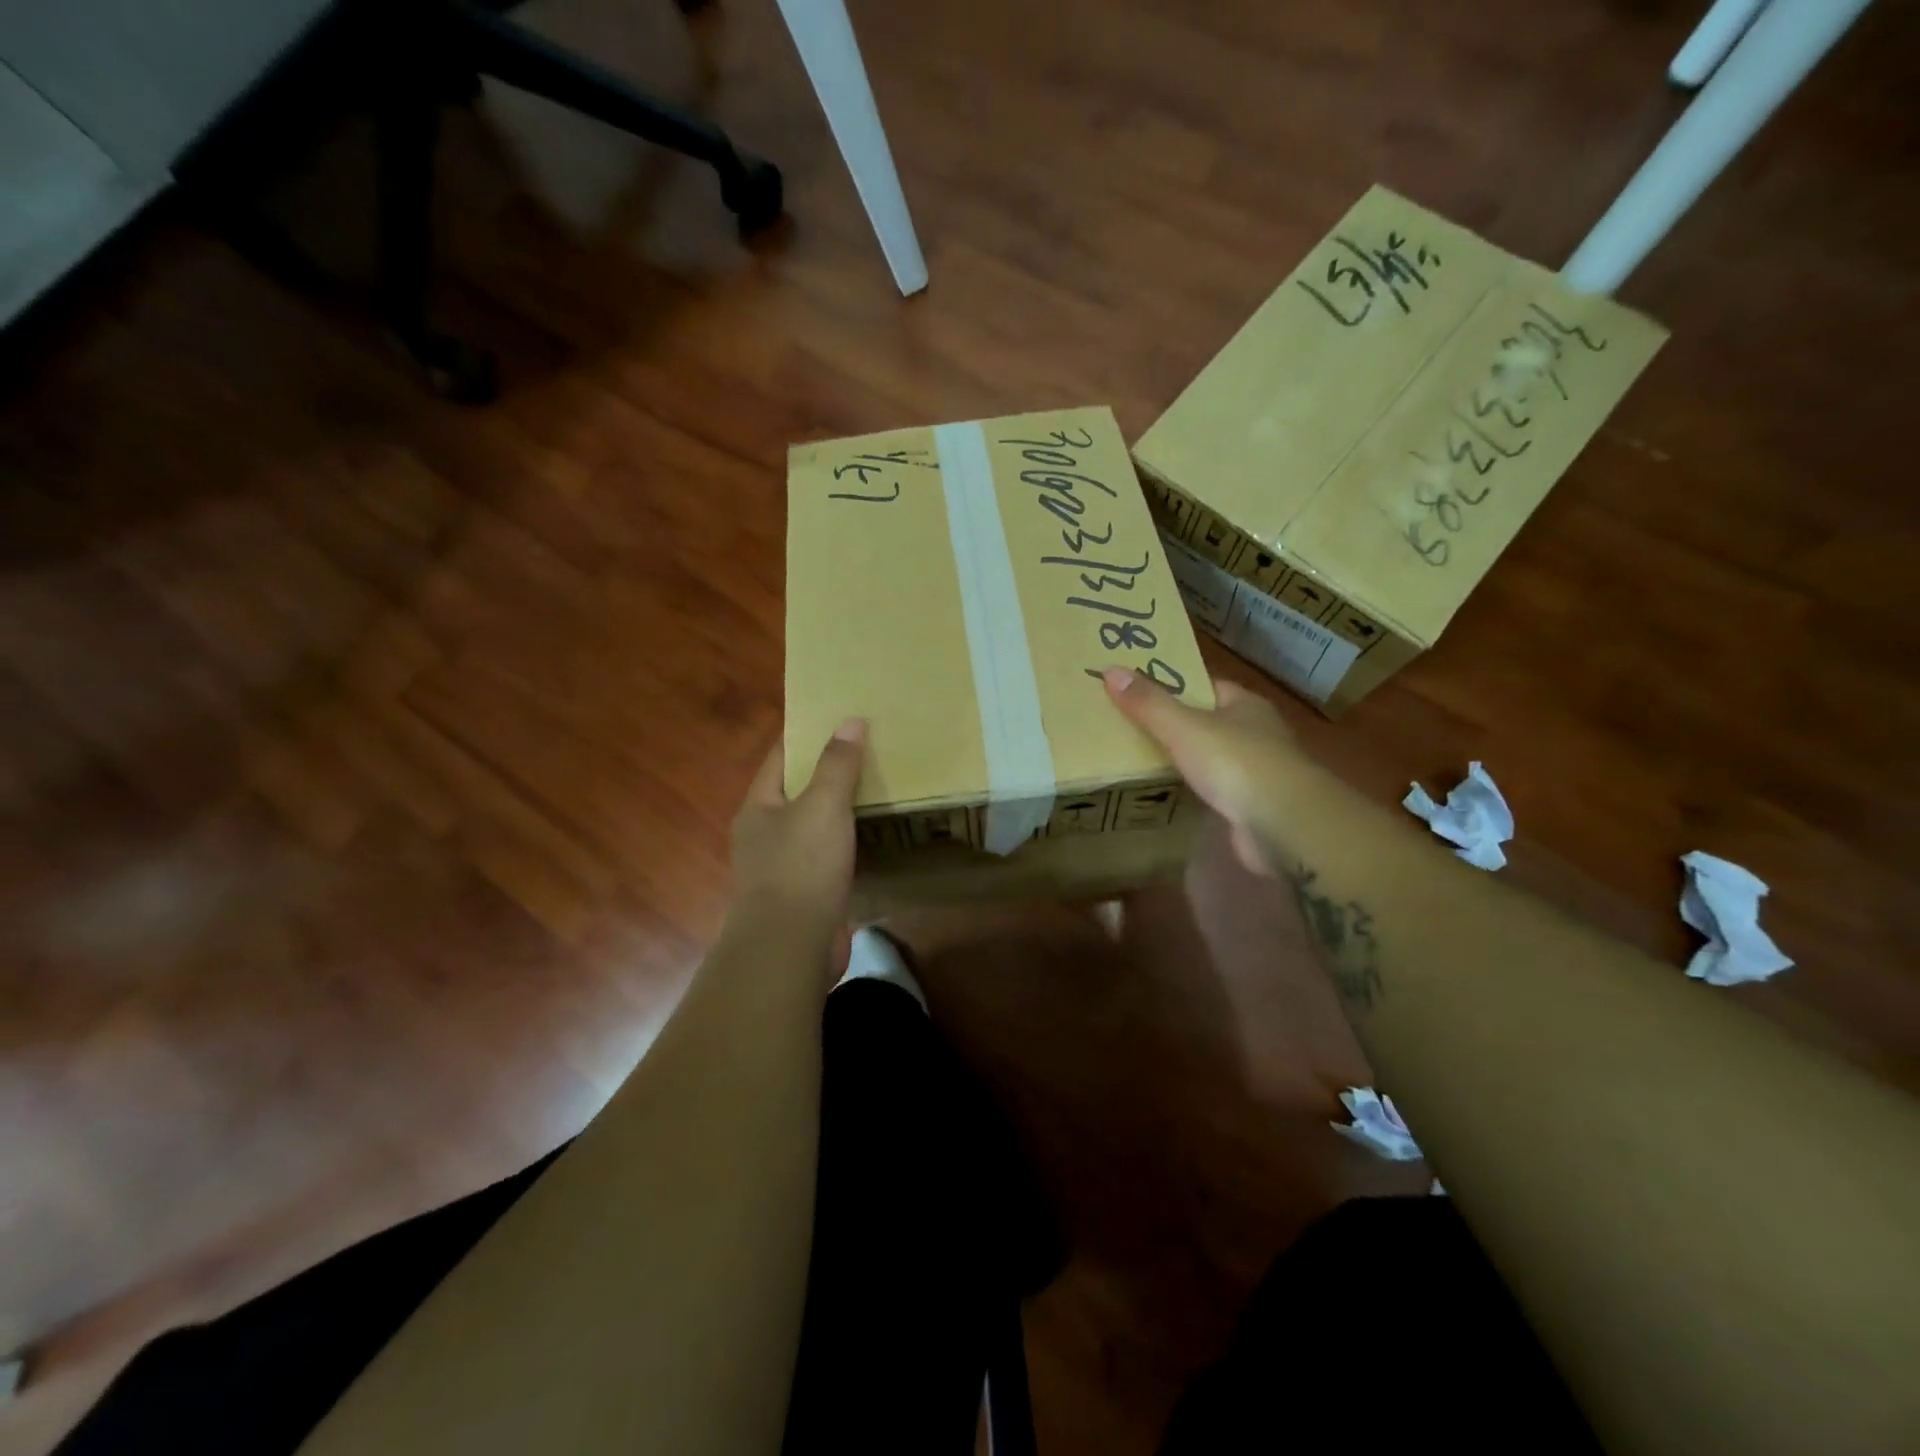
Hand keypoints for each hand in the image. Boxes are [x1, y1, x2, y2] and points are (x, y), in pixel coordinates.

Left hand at [729, 719, 866, 945]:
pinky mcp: (807, 893)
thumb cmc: (800, 868)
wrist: (790, 949)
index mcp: (759, 806)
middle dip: (830, 769)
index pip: (781, 755)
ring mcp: (785, 866)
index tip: (839, 714)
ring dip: (842, 807)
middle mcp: (766, 833)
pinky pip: (830, 855)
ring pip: (817, 824)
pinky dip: (850, 841)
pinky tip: (875, 833)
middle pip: (799, 789)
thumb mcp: (822, 806)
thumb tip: (850, 720)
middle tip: (870, 746)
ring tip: (879, 783)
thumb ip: (837, 764)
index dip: (807, 732)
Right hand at [1101, 667, 1313, 876]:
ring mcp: (1258, 771)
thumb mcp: (1183, 727)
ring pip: (1213, 758)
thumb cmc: (1235, 762)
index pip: (1206, 685)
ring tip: (1141, 760)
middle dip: (1176, 724)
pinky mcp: (1253, 806)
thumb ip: (1148, 703)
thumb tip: (1111, 670)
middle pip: (1209, 721)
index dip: (1175, 685)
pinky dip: (1196, 791)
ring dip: (1186, 760)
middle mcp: (1257, 733)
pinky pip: (1216, 790)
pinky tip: (1170, 794)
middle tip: (1131, 726)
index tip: (1140, 690)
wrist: (1284, 824)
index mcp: (1245, 705)